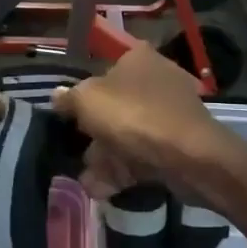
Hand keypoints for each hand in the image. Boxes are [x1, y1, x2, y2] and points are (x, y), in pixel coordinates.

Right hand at [52, 44, 241, 205]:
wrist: (188, 156)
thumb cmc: (133, 116)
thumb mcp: (88, 101)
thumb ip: (69, 98)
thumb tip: (58, 96)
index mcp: (138, 58)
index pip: (104, 69)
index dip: (84, 92)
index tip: (69, 115)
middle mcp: (156, 80)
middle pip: (115, 105)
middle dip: (93, 131)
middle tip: (74, 150)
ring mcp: (169, 114)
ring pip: (127, 134)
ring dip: (104, 156)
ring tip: (86, 177)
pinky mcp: (177, 144)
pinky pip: (141, 155)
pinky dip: (122, 171)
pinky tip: (100, 189)